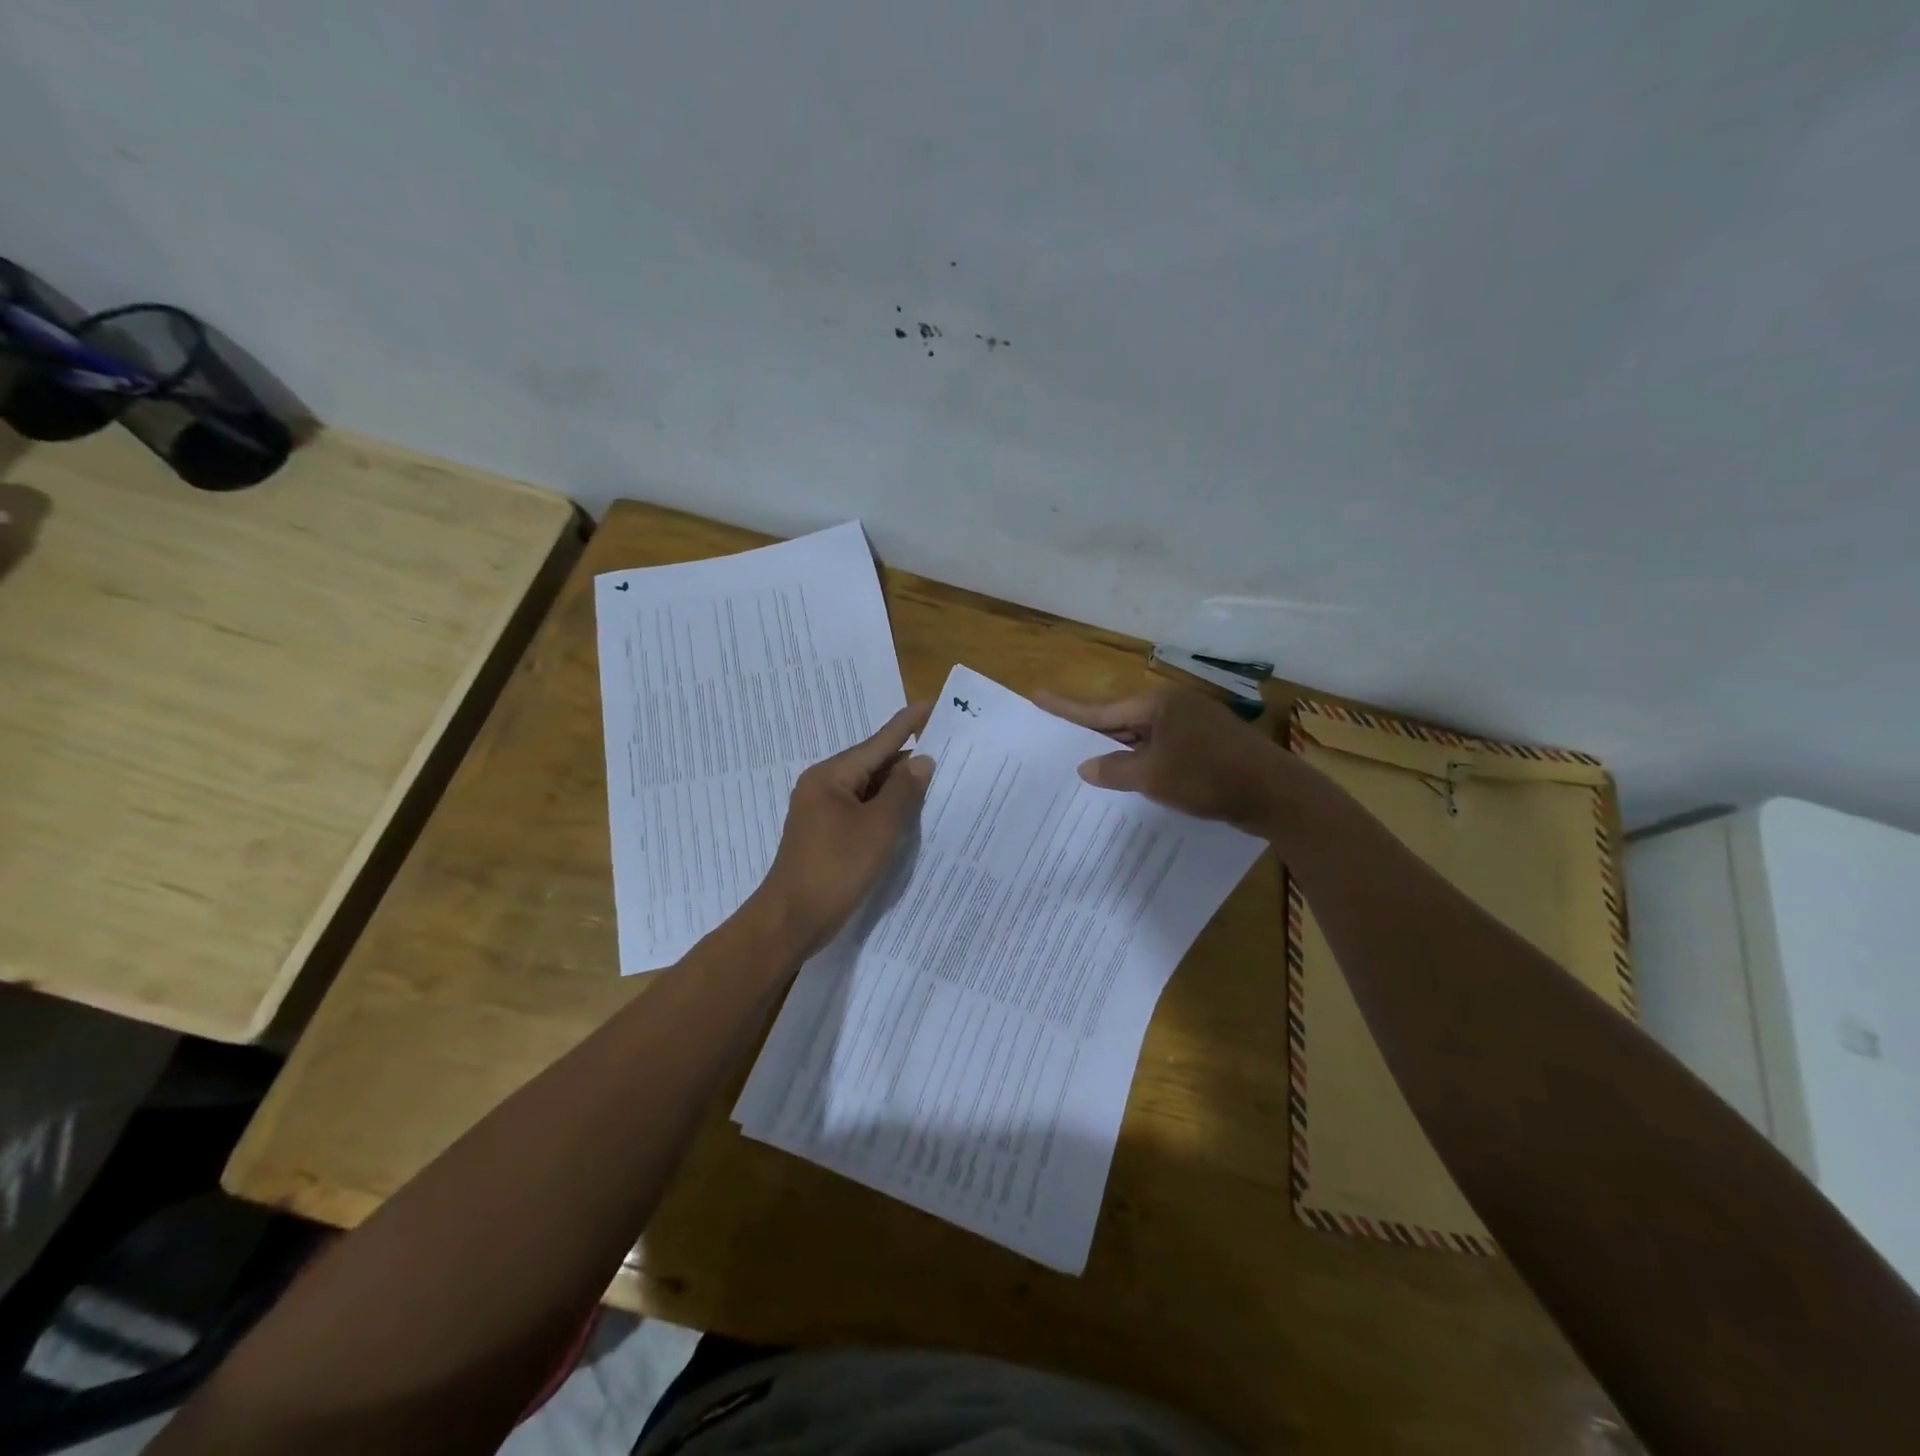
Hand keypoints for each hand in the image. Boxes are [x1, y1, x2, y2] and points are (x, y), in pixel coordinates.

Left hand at [752, 702, 934, 956]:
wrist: (791, 920)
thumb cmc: (834, 869)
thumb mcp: (877, 828)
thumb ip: (903, 792)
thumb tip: (922, 760)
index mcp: (831, 776)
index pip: (879, 741)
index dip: (910, 722)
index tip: (936, 703)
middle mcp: (825, 786)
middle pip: (874, 763)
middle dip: (910, 758)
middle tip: (951, 750)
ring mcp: (824, 812)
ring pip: (870, 790)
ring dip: (900, 787)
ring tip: (940, 779)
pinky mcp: (828, 835)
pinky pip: (864, 811)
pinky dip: (888, 810)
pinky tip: (912, 816)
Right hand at [1034, 684, 1296, 832]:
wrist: (1276, 794)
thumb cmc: (1208, 778)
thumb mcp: (1152, 776)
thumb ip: (1115, 770)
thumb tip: (1086, 767)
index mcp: (1158, 704)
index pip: (1101, 709)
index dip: (1067, 708)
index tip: (1037, 695)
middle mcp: (1174, 706)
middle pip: (1122, 719)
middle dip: (1093, 733)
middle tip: (1059, 738)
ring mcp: (1194, 724)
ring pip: (1143, 736)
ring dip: (1120, 751)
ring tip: (1089, 762)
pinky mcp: (1208, 744)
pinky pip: (1163, 747)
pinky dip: (1144, 760)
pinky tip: (1133, 777)